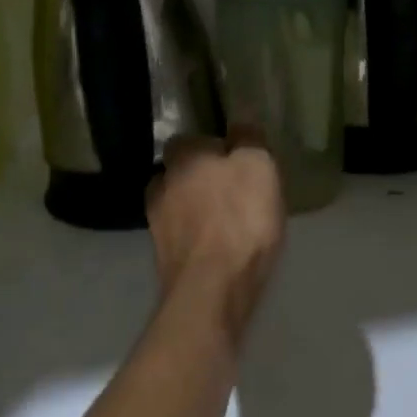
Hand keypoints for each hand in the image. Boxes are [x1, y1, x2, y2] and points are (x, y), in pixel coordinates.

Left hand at [147, 128, 285, 342]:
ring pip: (176, 205)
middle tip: (229, 189)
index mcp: (183, 156)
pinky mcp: (163, 259)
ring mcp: (157, 224)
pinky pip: (181, 236)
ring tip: (223, 220)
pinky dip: (195, 237)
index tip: (233, 159)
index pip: (188, 139)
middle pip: (179, 172)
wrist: (212, 290)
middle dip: (198, 178)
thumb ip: (248, 139)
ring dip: (193, 209)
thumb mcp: (258, 166)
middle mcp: (162, 183)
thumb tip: (239, 126)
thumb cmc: (240, 218)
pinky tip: (216, 246)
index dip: (210, 146)